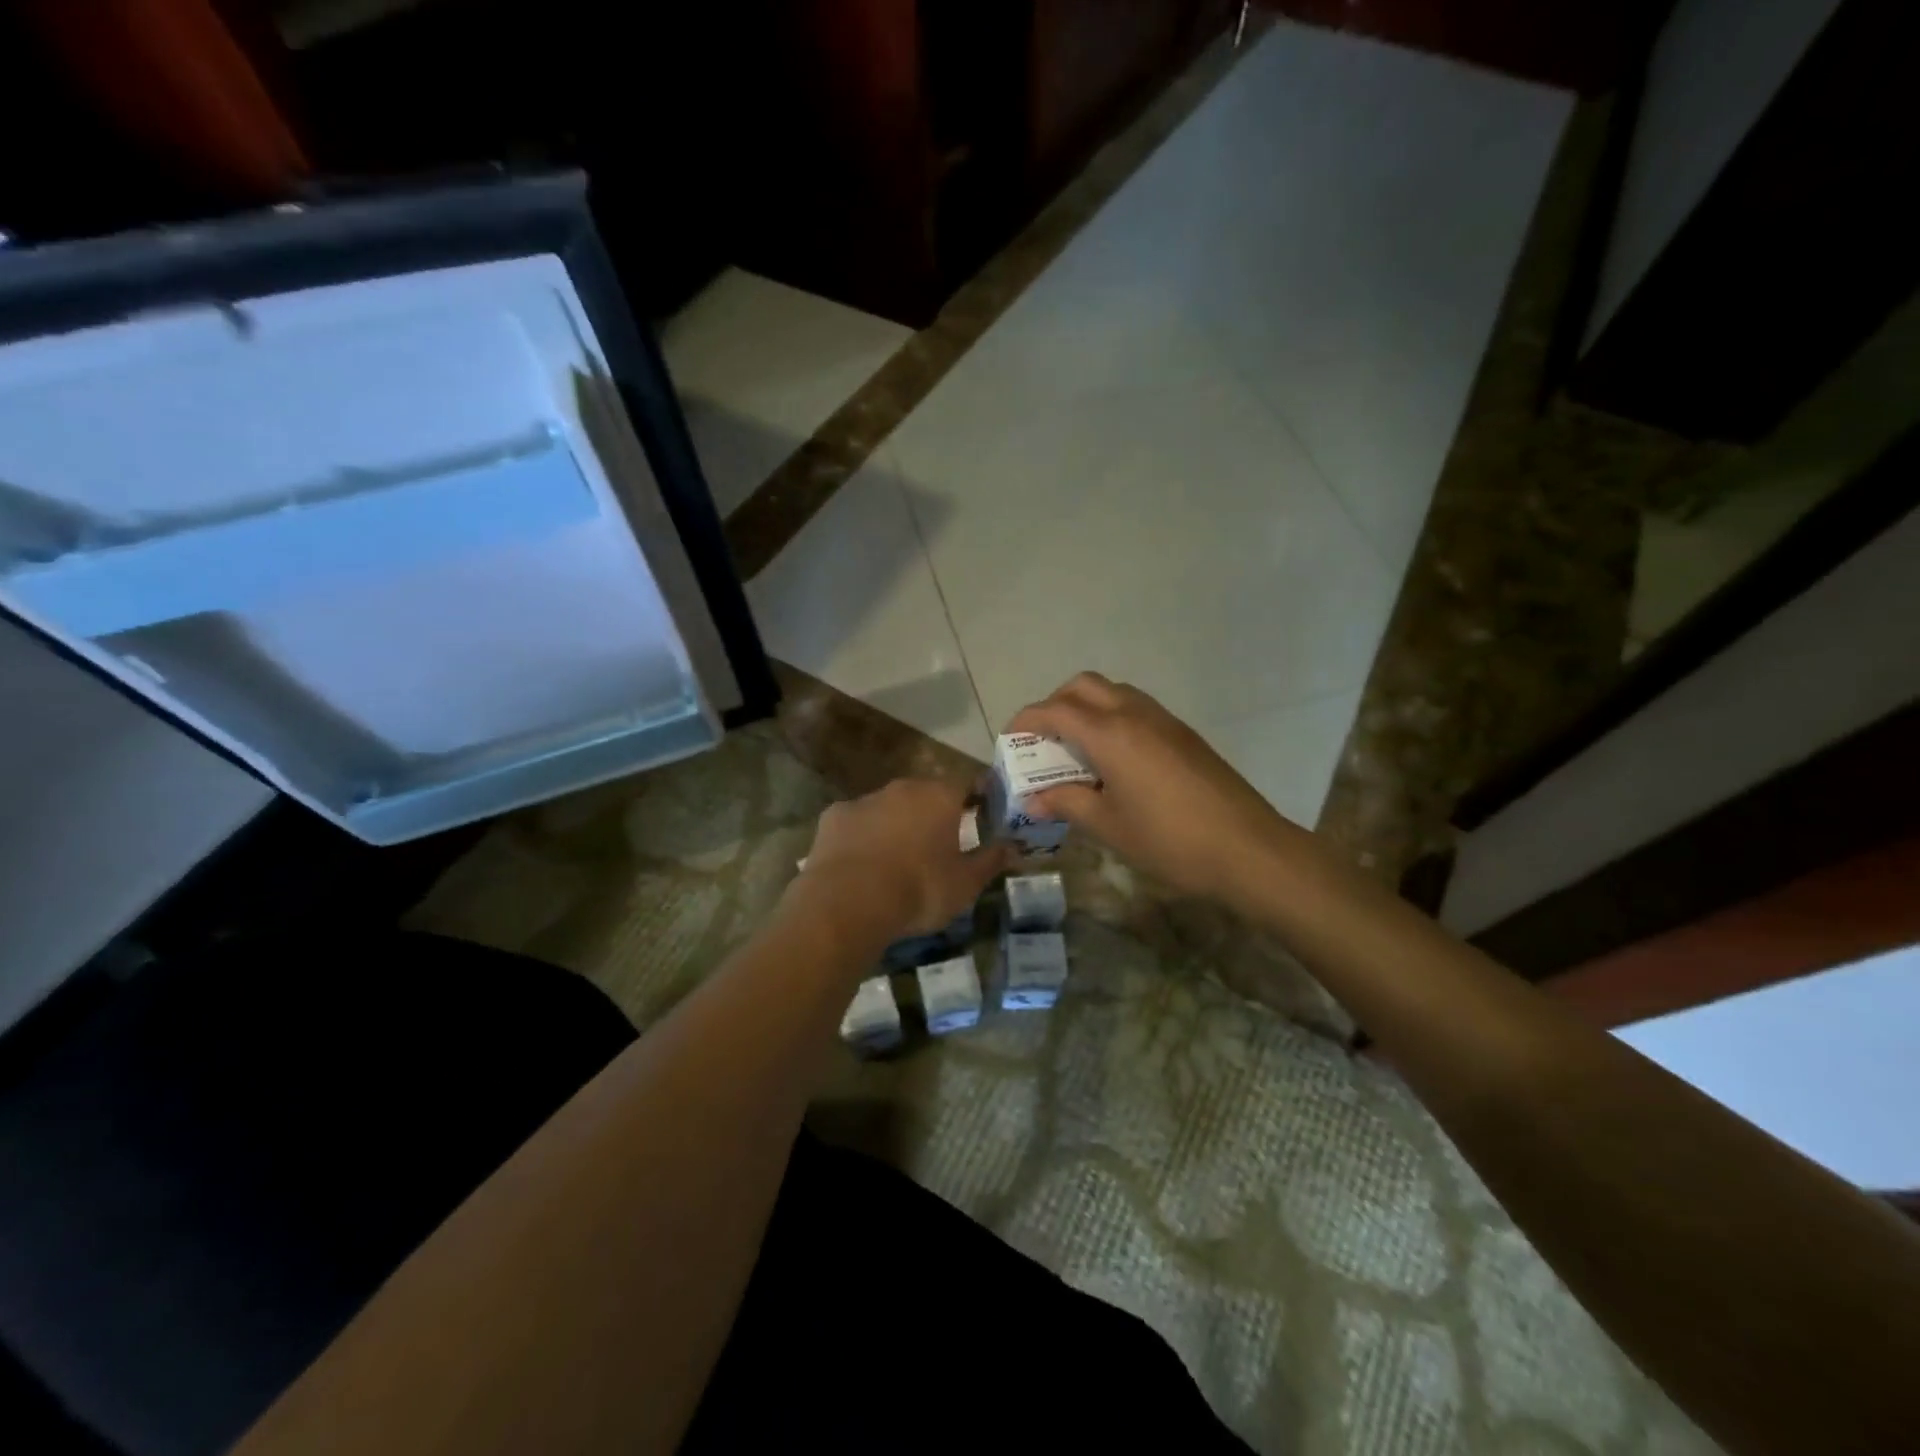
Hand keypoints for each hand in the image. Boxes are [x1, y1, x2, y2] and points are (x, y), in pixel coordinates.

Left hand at [793, 779, 1013, 942]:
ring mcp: (865, 799)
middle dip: (933, 814)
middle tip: (937, 844)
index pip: (967, 785)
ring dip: (896, 824)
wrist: (849, 901)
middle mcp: (904, 788)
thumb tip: (1014, 846)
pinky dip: (863, 836)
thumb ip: (991, 861)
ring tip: (897, 859)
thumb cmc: (919, 889)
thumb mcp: (966, 884)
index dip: (975, 800)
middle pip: (925, 794)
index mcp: (941, 797)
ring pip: (889, 807)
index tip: (979, 818)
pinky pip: (857, 822)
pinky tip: (862, 863)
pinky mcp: (834, 816)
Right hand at [1007, 673, 1296, 907]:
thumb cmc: (1169, 840)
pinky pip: (1136, 709)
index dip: (1026, 720)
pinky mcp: (1183, 734)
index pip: (1055, 711)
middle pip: (1084, 686)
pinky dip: (1112, 718)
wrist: (1247, 848)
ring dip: (1087, 708)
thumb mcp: (1109, 826)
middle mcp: (1134, 715)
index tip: (1010, 738)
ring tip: (1076, 749)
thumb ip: (1067, 803)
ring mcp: (1163, 721)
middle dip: (1055, 703)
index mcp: (1110, 735)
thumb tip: (1034, 798)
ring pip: (1114, 692)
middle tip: (1044, 739)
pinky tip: (1114, 760)